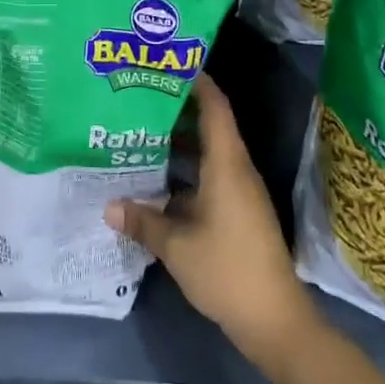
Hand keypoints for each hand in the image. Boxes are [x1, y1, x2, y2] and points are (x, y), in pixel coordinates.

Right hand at [104, 74, 314, 369]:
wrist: (275, 319)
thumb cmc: (227, 269)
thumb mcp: (176, 245)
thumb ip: (142, 220)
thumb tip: (110, 206)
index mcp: (227, 165)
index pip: (215, 108)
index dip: (196, 82)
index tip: (168, 64)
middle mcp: (237, 171)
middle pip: (209, 126)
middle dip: (177, 110)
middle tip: (139, 97)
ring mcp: (240, 193)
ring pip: (208, 153)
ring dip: (179, 143)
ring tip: (140, 131)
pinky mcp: (238, 213)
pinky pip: (209, 176)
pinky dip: (185, 170)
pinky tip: (156, 179)